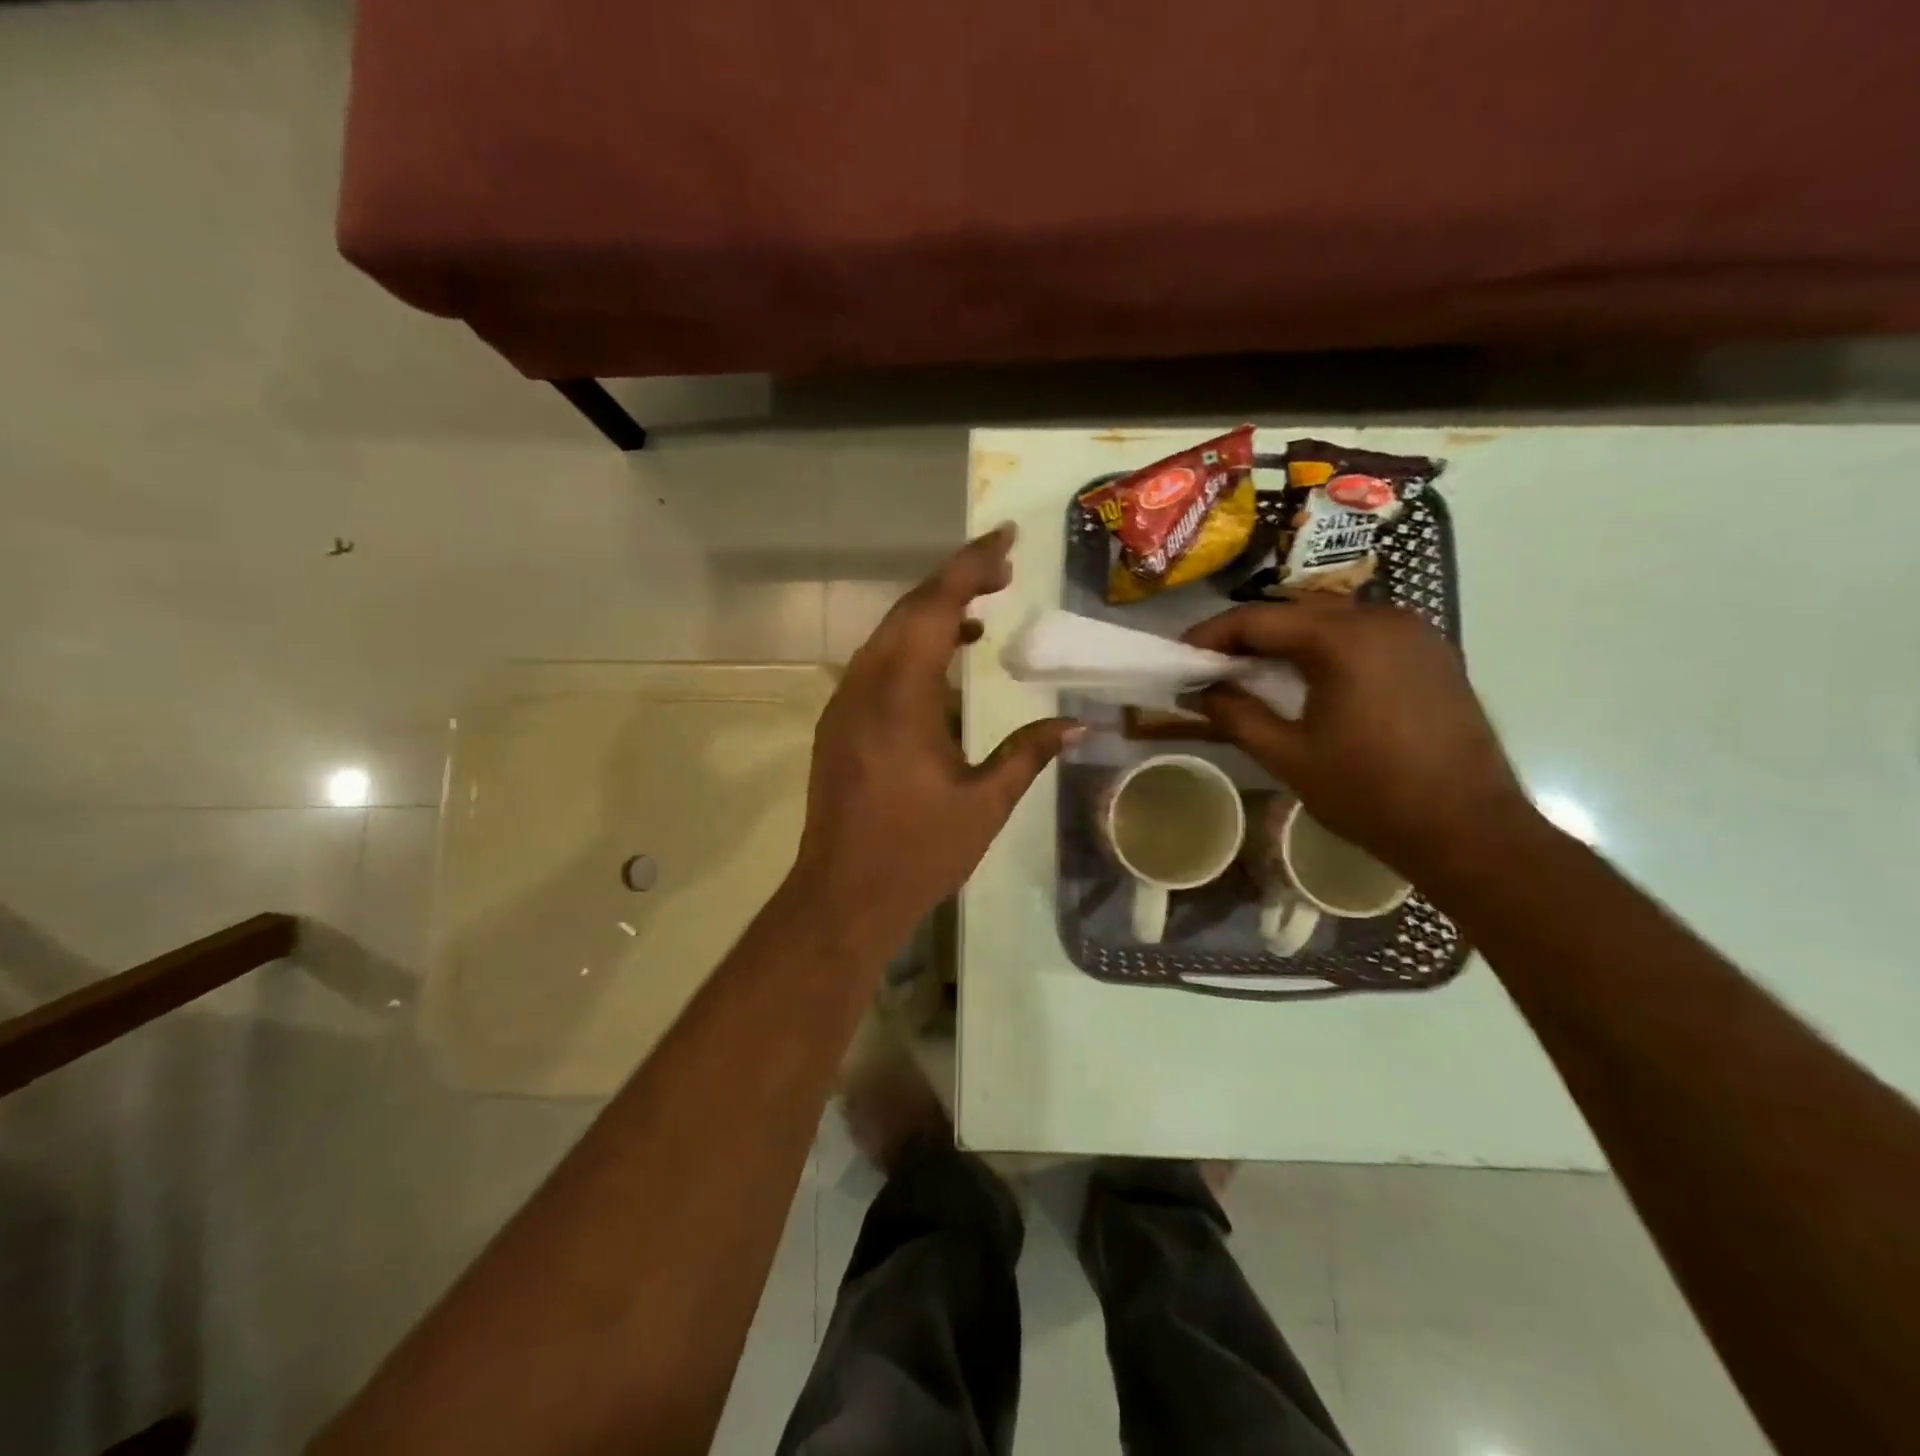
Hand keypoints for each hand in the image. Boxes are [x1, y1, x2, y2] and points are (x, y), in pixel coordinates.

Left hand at [792, 527, 1078, 957]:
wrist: (842, 896)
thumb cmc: (917, 853)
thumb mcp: (985, 803)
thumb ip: (1028, 753)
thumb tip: (1078, 724)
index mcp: (901, 698)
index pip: (935, 608)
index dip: (970, 565)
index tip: (1005, 538)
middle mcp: (865, 687)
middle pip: (908, 611)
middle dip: (954, 580)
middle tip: (1003, 569)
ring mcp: (845, 704)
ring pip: (887, 635)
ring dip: (932, 613)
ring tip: (982, 609)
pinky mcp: (839, 723)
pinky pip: (876, 664)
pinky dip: (911, 646)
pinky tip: (944, 663)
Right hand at [1182, 598, 1533, 880]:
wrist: (1468, 830)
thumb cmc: (1370, 793)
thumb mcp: (1288, 756)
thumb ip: (1236, 714)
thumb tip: (1200, 691)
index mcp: (1345, 639)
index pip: (1258, 619)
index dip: (1211, 635)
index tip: (1181, 657)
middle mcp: (1383, 619)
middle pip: (1296, 613)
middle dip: (1248, 637)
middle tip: (1212, 667)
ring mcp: (1416, 634)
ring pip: (1331, 622)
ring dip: (1287, 642)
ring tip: (1252, 673)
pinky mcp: (1433, 655)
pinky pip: (1364, 637)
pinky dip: (1326, 650)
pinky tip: (1308, 680)